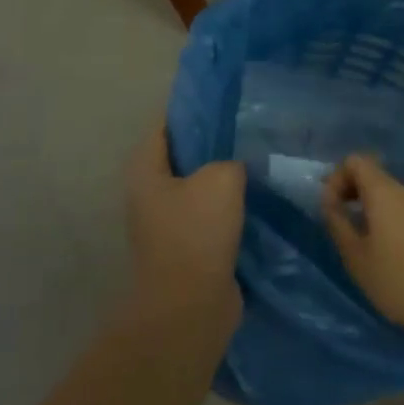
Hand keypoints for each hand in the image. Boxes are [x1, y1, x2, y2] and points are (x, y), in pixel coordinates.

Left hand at [125, 126, 243, 323]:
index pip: (166, 124)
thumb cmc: (197, 233)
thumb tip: (233, 167)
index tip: (223, 96)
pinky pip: (211, 213)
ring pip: (199, 186)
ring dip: (224, 176)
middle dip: (212, 142)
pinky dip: (230, 205)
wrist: (190, 308)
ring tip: (258, 157)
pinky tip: (258, 195)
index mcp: (146, 171)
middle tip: (247, 125)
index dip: (192, 107)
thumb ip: (229, 160)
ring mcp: (167, 223)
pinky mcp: (188, 247)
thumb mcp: (221, 178)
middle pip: (183, 155)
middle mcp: (150, 194)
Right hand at [322, 154, 403, 343]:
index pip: (355, 161)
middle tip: (339, 226)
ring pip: (388, 195)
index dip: (336, 179)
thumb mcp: (358, 259)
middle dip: (350, 193)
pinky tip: (386, 254)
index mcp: (384, 192)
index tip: (330, 210)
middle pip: (372, 175)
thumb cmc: (402, 280)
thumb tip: (329, 203)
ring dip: (368, 209)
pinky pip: (403, 210)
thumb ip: (339, 226)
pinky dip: (386, 221)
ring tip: (360, 245)